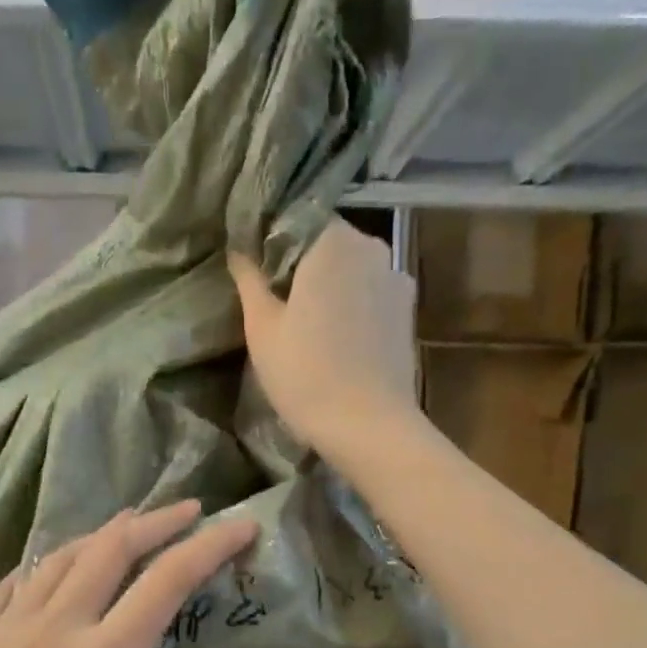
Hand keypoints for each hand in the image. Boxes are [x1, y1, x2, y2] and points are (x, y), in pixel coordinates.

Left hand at [0, 502, 276, 647]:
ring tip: (132, 526)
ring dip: (104, 533)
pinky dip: (48, 561)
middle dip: (158, 522)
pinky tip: (53, 567)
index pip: (166, 583)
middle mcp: (52, 630)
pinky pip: (14, 581)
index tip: (241, 525)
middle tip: (192, 509)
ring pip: (60, 556)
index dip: (209, 547)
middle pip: (112, 549)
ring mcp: (1, 630)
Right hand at [229, 219, 420, 454]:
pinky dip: (353, 307)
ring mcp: (396, 279)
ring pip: (352, 271)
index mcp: (332, 241)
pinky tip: (337, 340)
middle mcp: (371, 246)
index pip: (295, 220)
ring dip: (329, 288)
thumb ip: (250, 280)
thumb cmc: (306, 375)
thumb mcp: (262, 328)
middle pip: (327, 244)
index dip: (272, 244)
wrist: (368, 427)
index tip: (256, 275)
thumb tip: (238, 249)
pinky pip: (371, 296)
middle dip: (301, 266)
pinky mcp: (407, 313)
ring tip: (308, 326)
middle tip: (276, 304)